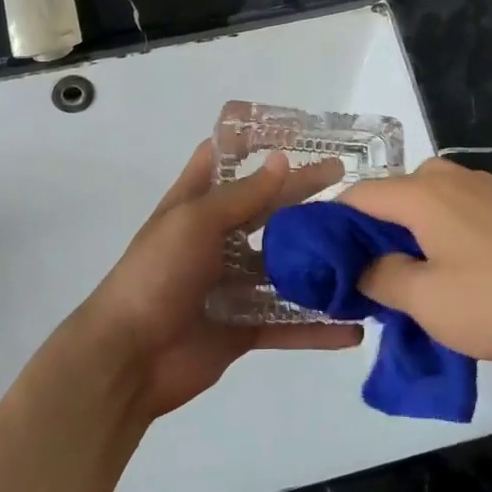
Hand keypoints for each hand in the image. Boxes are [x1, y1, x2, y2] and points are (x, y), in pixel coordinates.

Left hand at [75, 143, 361, 419]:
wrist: (127, 359)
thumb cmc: (156, 274)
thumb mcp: (194, 221)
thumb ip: (242, 195)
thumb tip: (283, 161)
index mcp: (196, 205)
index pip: (224, 160)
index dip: (254, 142)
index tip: (297, 132)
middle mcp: (217, 238)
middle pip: (267, 210)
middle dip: (304, 196)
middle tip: (350, 185)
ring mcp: (232, 284)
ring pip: (284, 266)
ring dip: (318, 260)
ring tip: (364, 249)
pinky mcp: (244, 326)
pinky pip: (287, 322)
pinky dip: (318, 328)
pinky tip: (353, 327)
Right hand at [340, 158, 491, 368]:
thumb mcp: (426, 301)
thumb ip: (380, 278)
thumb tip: (360, 267)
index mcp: (422, 192)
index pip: (360, 195)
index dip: (334, 223)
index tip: (324, 258)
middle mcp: (451, 177)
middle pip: (396, 194)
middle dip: (376, 229)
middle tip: (372, 275)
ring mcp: (487, 187)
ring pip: (430, 201)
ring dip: (413, 231)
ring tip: (416, 276)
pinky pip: (461, 209)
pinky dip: (445, 231)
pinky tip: (462, 270)